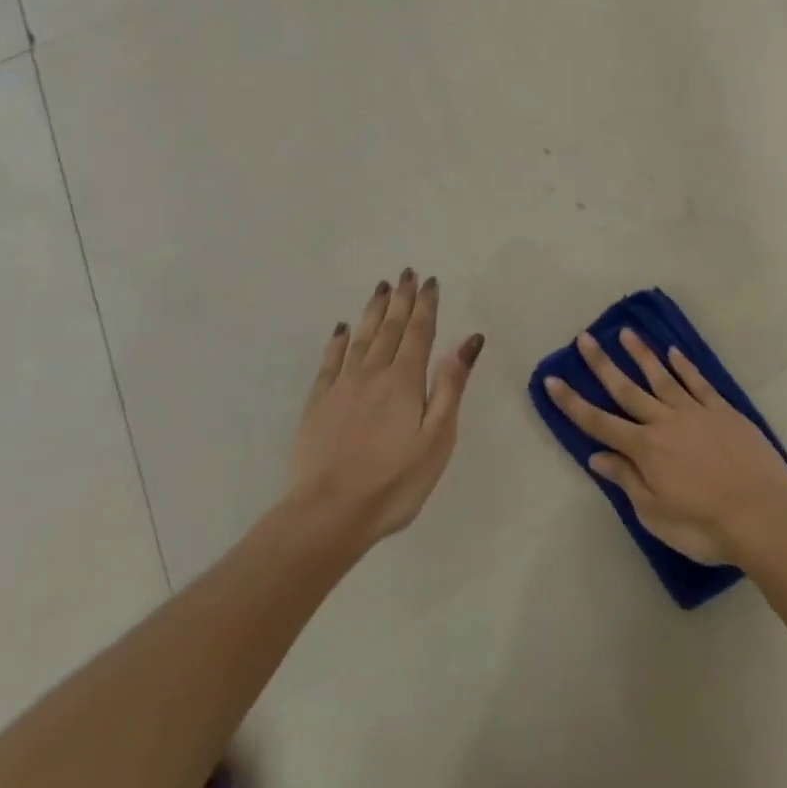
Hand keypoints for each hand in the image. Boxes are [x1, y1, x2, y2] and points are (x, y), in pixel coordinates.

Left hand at [287, 270, 483, 544]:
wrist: (329, 514)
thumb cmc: (395, 481)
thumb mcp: (437, 437)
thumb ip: (451, 385)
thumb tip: (469, 340)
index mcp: (405, 381)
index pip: (419, 332)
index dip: (426, 305)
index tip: (429, 281)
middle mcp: (373, 374)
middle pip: (389, 328)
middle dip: (400, 299)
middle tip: (406, 273)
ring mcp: (341, 387)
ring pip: (360, 338)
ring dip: (373, 311)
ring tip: (380, 288)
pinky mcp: (318, 405)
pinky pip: (330, 361)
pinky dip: (337, 341)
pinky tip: (341, 329)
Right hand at [545, 328, 786, 565]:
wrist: (761, 514)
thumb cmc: (703, 525)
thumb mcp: (655, 514)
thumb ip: (627, 480)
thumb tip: (597, 457)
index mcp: (644, 449)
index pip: (599, 422)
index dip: (572, 402)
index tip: (552, 379)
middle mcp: (664, 422)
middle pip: (626, 389)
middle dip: (602, 364)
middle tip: (584, 338)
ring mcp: (695, 412)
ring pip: (661, 377)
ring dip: (641, 355)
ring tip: (625, 333)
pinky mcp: (722, 410)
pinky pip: (698, 382)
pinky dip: (684, 366)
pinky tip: (673, 352)